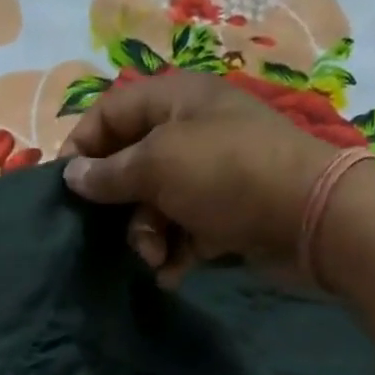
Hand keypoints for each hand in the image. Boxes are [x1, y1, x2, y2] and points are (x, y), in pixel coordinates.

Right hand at [59, 73, 341, 284]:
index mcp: (175, 100)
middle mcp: (191, 133)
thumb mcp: (159, 164)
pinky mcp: (225, 215)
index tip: (65, 189)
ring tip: (158, 258)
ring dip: (148, 237)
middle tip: (120, 233)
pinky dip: (175, 253)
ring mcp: (210, 176)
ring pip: (155, 206)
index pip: (111, 113)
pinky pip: (183, 232)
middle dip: (121, 207)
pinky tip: (174, 274)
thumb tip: (71, 175)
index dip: (83, 147)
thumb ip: (110, 172)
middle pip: (131, 166)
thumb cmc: (227, 174)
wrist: (309, 216)